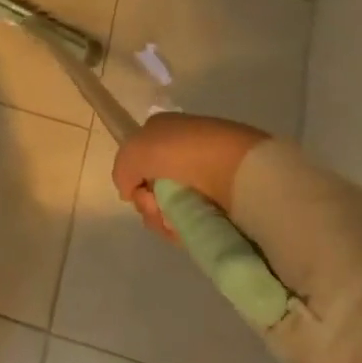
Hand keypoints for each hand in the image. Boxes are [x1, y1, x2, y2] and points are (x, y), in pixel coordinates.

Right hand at [112, 113, 266, 240]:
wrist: (239, 169)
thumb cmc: (182, 151)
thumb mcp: (134, 151)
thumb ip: (122, 171)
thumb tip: (130, 193)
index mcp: (166, 132)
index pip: (139, 159)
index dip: (133, 177)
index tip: (135, 190)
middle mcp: (184, 153)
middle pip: (151, 187)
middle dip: (147, 202)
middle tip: (154, 207)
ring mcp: (206, 179)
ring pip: (169, 206)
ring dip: (162, 218)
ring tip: (172, 222)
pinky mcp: (224, 205)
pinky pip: (191, 221)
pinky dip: (182, 229)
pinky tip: (184, 230)